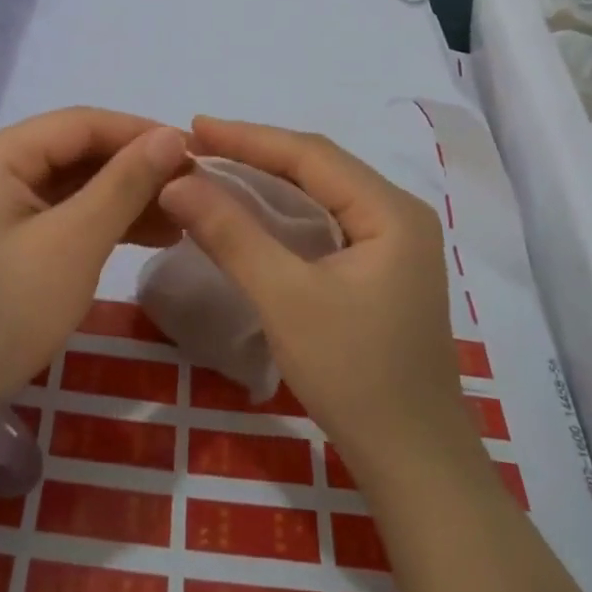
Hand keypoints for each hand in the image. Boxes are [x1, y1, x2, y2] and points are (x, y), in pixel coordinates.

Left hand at [0, 107, 188, 402]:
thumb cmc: (9, 311)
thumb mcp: (74, 243)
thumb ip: (125, 184)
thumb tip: (173, 135)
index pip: (79, 123)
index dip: (138, 132)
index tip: (193, 149)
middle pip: (77, 151)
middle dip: (136, 168)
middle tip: (192, 185)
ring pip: (75, 183)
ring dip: (126, 197)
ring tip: (182, 216)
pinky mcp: (8, 234)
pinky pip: (64, 212)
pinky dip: (104, 221)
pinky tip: (152, 234)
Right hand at [158, 117, 472, 479]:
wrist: (415, 464)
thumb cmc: (354, 376)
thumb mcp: (285, 299)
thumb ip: (231, 235)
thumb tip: (177, 182)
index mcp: (390, 211)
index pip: (311, 154)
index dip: (248, 137)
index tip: (193, 126)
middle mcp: (399, 215)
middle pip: (320, 167)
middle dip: (257, 152)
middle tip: (198, 144)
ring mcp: (394, 244)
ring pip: (322, 193)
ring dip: (269, 179)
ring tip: (216, 166)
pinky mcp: (381, 270)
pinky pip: (327, 220)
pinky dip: (285, 210)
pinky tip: (254, 210)